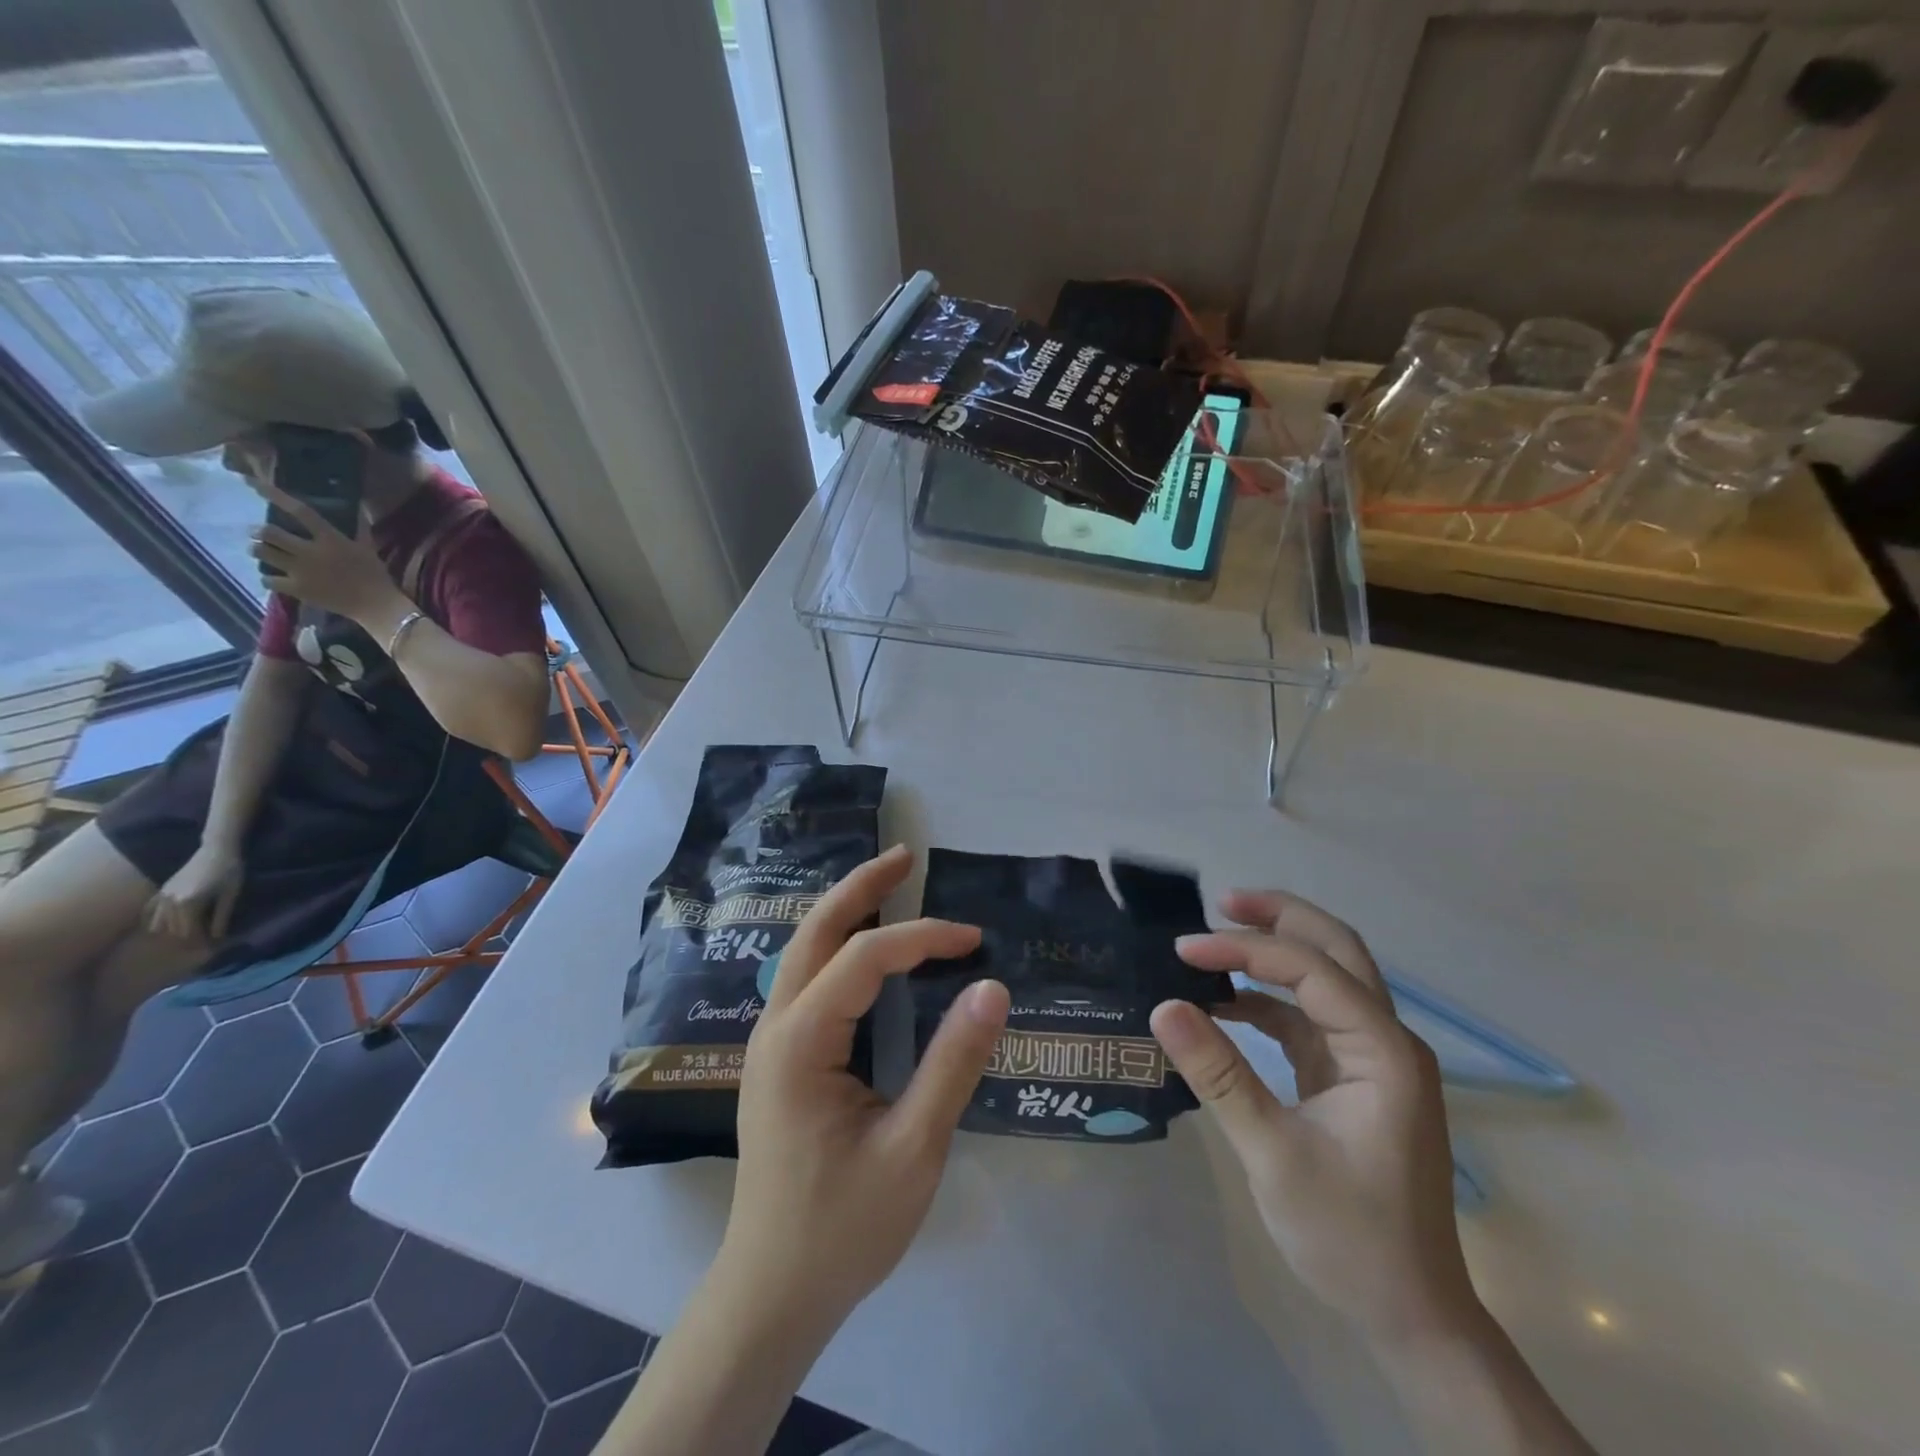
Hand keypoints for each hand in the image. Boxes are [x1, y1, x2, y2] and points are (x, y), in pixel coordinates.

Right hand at [145, 840, 243, 942]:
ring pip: (160, 924)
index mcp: (188, 904)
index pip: (189, 931)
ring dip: (173, 931)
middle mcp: (169, 903)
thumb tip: (216, 937)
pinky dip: (154, 920)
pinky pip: (149, 911)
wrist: (216, 850)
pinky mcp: (161, 890)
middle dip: (188, 938)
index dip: (200, 941)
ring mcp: (162, 896)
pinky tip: (160, 926)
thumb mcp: (230, 895)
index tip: (210, 947)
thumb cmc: (229, 871)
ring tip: (190, 934)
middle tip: (203, 942)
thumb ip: (221, 916)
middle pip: (174, 929)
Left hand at [247, 478, 400, 625]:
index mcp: (330, 539)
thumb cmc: (375, 575)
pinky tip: (273, 578)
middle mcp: (310, 552)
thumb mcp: (369, 548)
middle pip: (269, 533)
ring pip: (262, 553)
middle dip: (259, 531)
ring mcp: (301, 571)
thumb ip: (360, 528)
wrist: (377, 605)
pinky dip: (268, 578)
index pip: (300, 511)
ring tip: (261, 552)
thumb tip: (359, 507)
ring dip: (258, 550)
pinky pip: (268, 580)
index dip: (275, 495)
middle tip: (260, 534)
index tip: (252, 484)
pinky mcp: (298, 589)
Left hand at [721, 844, 1010, 1324]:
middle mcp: (775, 1028)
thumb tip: (992, 988)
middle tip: (906, 855)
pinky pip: (807, 980)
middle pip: (814, 932)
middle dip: (861, 887)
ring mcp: (771, 1042)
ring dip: (846, 910)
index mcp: (801, 1043)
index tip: (974, 943)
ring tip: (890, 883)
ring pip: (804, 951)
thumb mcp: (912, 1149)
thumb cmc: (843, 1227)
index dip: (923, 938)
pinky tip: (866, 947)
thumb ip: (952, 1065)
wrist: (771, 1293)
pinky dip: (839, 946)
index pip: (865, 959)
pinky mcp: (780, 1058)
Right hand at [1150, 890, 1476, 1343]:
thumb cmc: (1349, 1236)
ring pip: (1326, 977)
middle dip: (1280, 918)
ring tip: (1215, 941)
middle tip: (1221, 901)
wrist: (1410, 1314)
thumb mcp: (1272, 1153)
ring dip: (1274, 953)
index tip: (1183, 949)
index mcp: (1384, 1051)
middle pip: (1337, 950)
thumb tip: (1163, 1005)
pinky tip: (1223, 1004)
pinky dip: (1266, 1000)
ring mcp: (1371, 1057)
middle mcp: (1386, 1040)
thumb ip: (1218, 1074)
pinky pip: (1307, 1017)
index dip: (1243, 950)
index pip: (1310, 970)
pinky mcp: (1351, 1076)